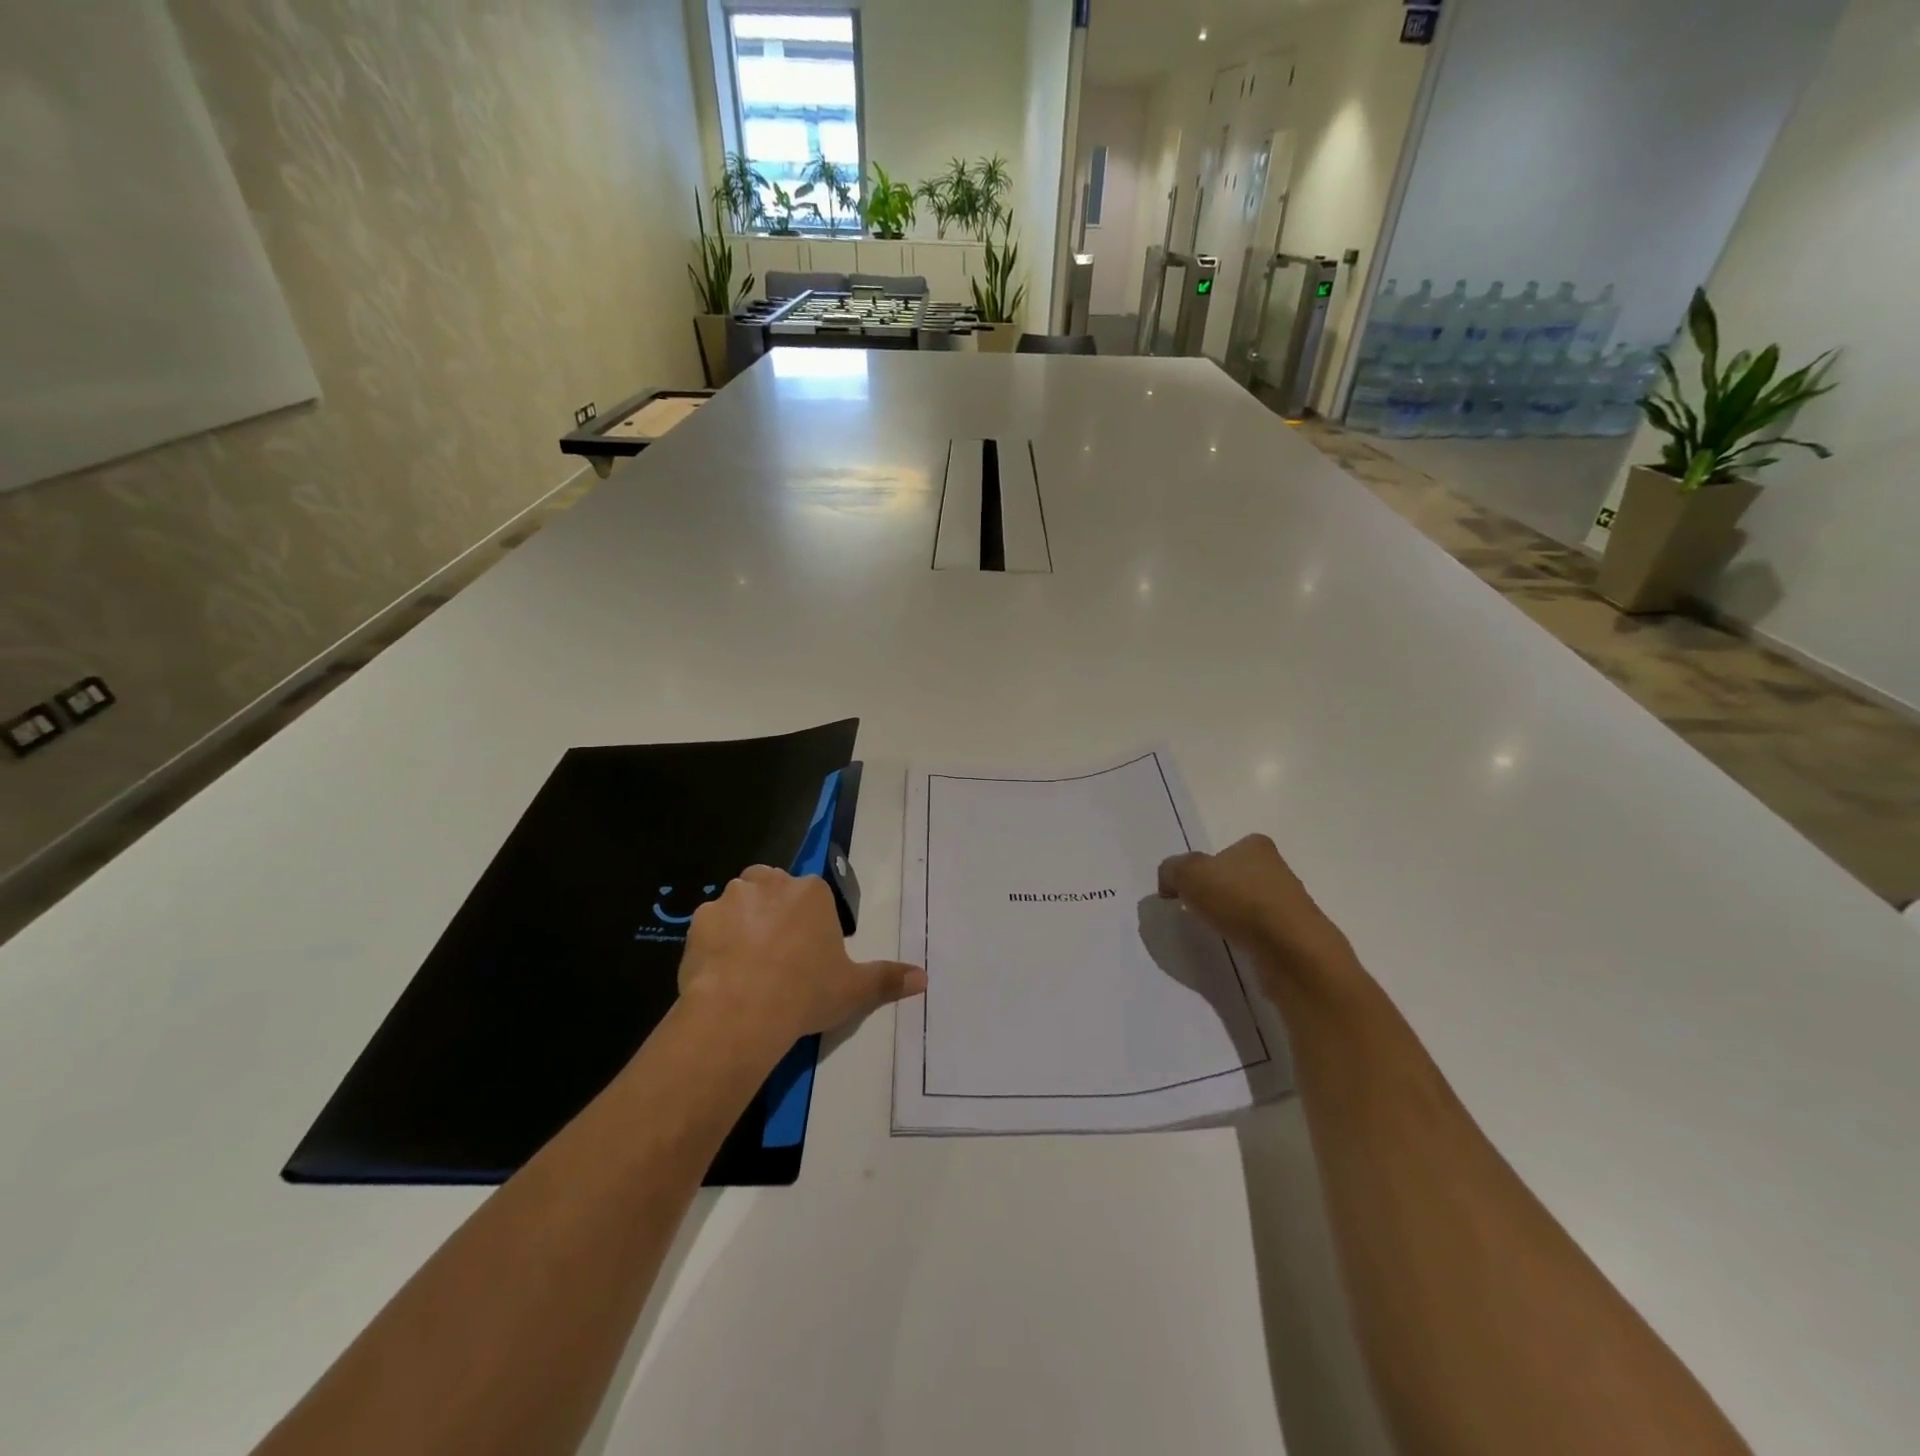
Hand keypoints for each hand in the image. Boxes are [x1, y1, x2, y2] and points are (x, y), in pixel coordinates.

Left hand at [678, 865, 926, 1049]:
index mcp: (811, 892)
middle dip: (774, 910)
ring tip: (746, 962)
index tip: (807, 953)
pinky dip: (714, 941)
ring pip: (739, 901)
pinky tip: (720, 971)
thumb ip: (888, 979)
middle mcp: (771, 883)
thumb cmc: (805, 992)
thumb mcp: (854, 990)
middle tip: (777, 952)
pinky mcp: (699, 920)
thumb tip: (924, 978)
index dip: (809, 922)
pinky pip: (710, 925)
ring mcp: (731, 898)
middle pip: (773, 886)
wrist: (741, 1011)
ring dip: (743, 921)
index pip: (811, 895)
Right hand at [1158, 834, 1355, 993]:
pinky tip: (1236, 948)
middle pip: (1237, 878)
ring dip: (1232, 918)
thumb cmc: (1239, 899)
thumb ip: (1172, 870)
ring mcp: (1289, 905)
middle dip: (1218, 892)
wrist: (1290, 950)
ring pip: (1249, 907)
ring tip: (1215, 932)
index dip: (1203, 868)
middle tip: (1196, 910)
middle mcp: (1277, 870)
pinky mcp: (1294, 937)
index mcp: (1256, 847)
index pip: (1225, 851)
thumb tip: (1170, 883)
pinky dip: (1246, 940)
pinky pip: (1260, 934)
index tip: (1188, 889)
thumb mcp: (1188, 873)